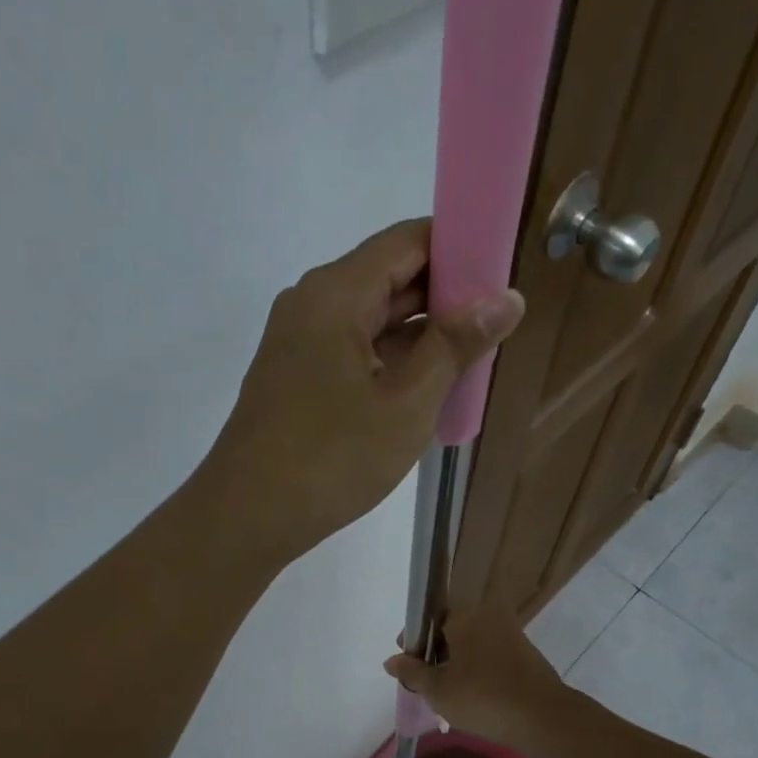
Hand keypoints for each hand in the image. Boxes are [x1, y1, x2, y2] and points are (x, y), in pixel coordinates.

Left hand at [200, 219, 524, 559]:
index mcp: (336, 293)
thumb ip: (456, 346)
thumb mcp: (406, 403)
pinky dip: (391, 362)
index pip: (407, 241)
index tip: (503, 274)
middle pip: (389, 278)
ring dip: (420, 336)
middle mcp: (312, 304)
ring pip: (372, 321)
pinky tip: (426, 388)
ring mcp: (299, 343)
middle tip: (498, 324)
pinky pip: (353, 352)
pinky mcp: (296, 378)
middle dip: (445, 298)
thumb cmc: (332, 458)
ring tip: (473, 358)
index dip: (459, 249)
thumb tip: (508, 298)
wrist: (248, 516)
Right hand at [384, 602, 567, 746]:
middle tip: (427, 685)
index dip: (414, 643)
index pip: (429, 620)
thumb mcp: (436, 689)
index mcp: (464, 614)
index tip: (408, 668)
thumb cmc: (481, 697)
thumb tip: (391, 660)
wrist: (542, 717)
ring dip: (458, 664)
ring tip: (450, 695)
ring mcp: (511, 633)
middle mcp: (489, 615)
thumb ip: (411, 672)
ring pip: (472, 644)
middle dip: (436, 655)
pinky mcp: (526, 654)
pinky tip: (476, 696)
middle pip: (451, 631)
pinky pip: (492, 656)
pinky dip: (479, 671)